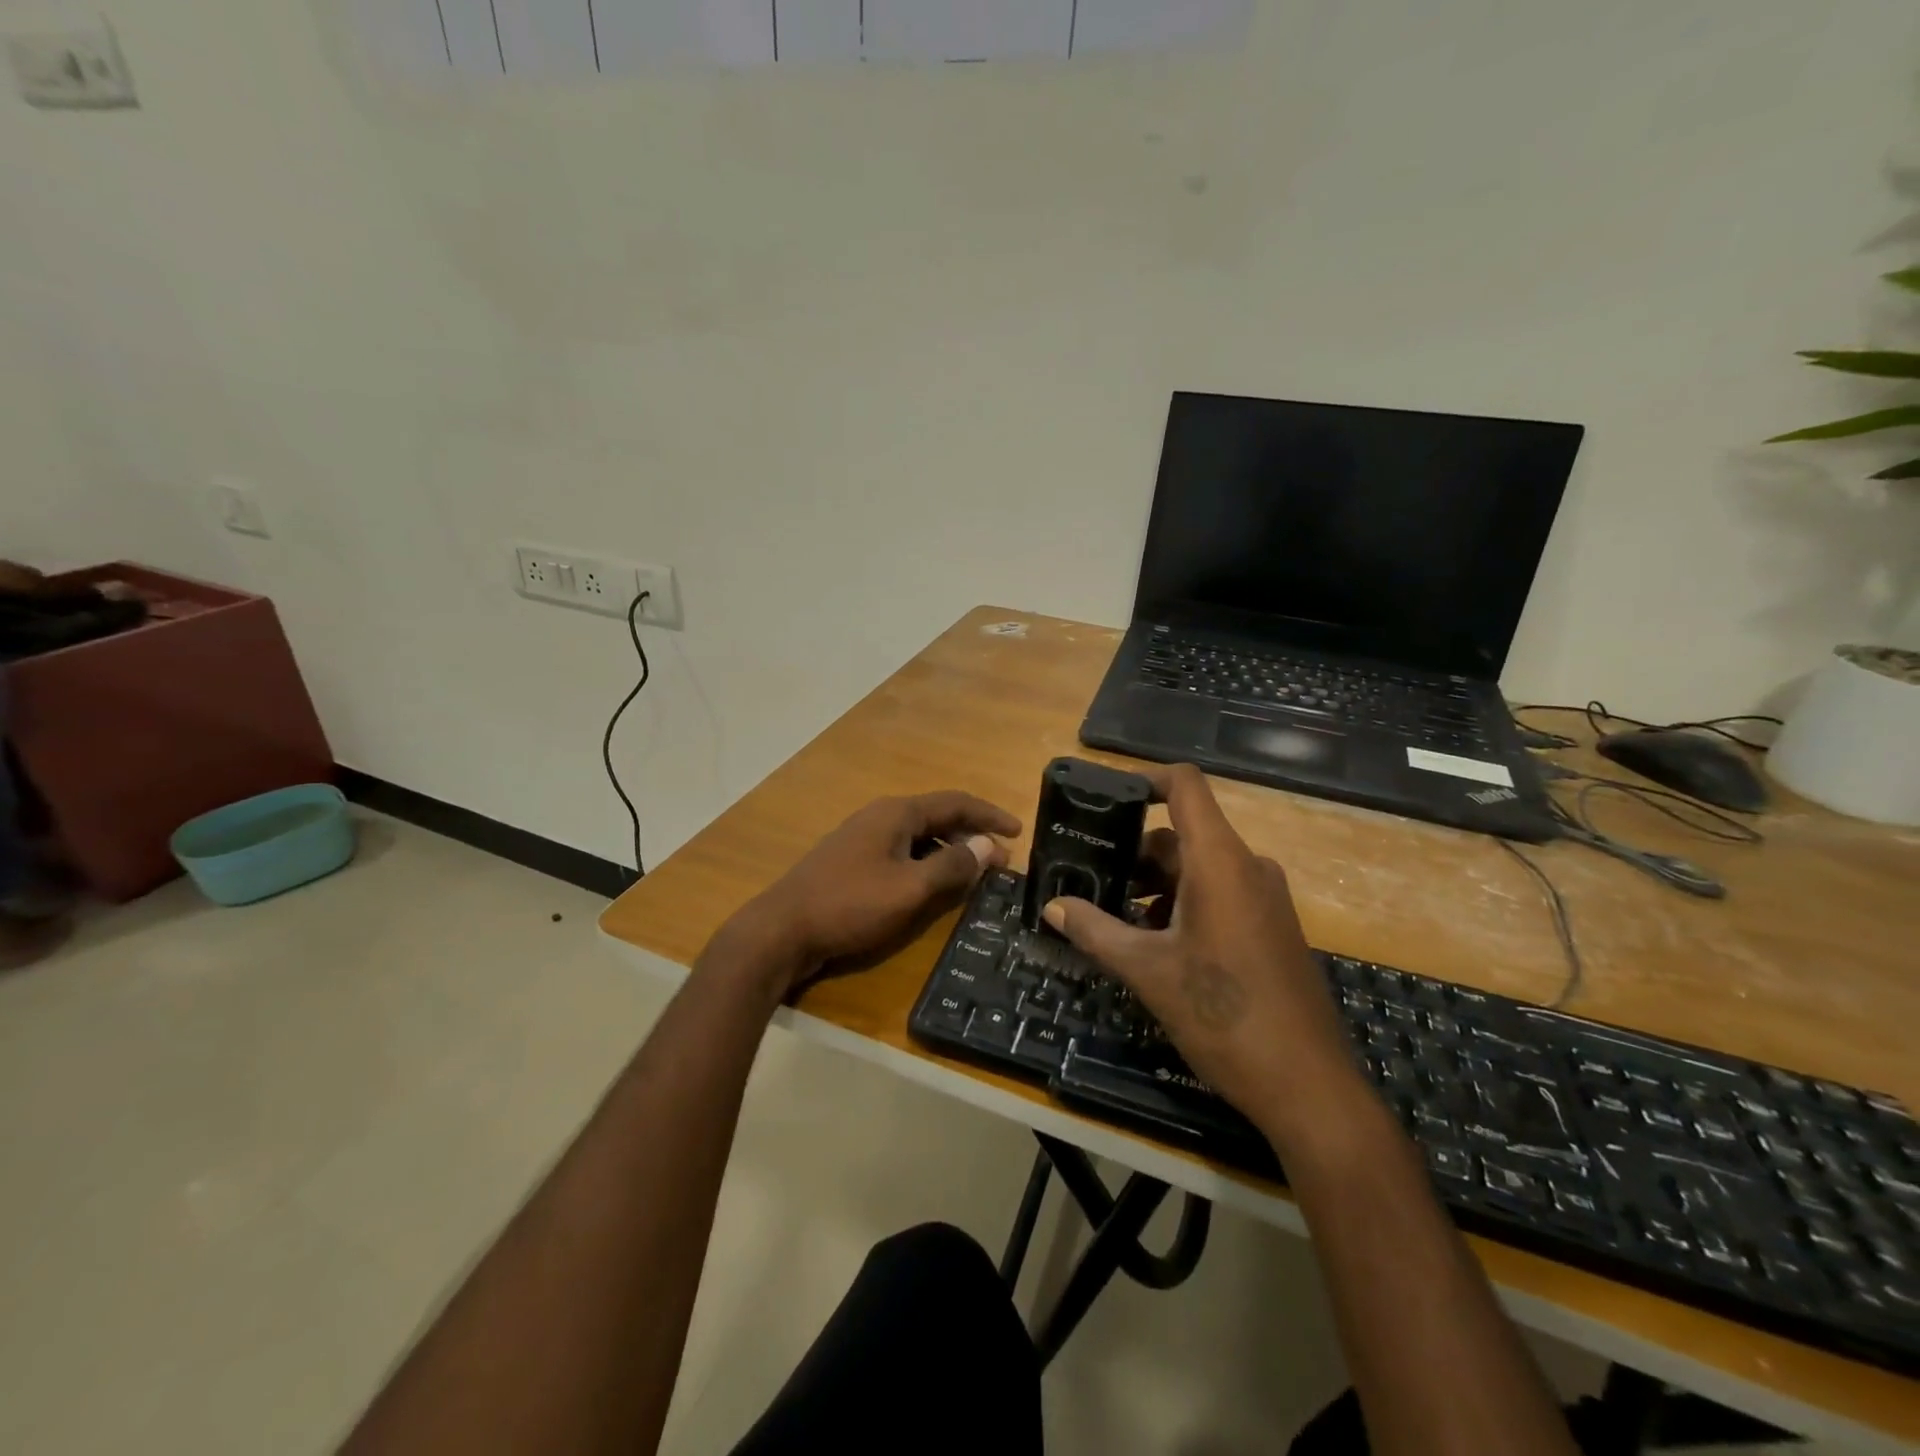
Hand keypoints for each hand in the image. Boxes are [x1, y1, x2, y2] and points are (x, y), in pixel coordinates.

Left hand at [719, 791, 1021, 1000]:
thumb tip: (987, 847)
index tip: (1018, 832)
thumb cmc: (850, 905)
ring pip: (918, 837)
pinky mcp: (852, 862)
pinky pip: (901, 853)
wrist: (781, 930)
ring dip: (948, 851)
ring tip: (973, 876)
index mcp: (897, 814)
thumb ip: (951, 867)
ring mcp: (863, 838)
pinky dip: (925, 864)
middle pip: (937, 817)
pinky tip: (932, 887)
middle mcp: (881, 817)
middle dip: (971, 835)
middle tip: (999, 862)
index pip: (955, 802)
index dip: (989, 815)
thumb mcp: (909, 890)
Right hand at [1042, 764, 1370, 1150]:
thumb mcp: (1148, 972)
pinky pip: (1219, 894)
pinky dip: (1182, 904)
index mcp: (1220, 862)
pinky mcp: (1271, 927)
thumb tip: (1054, 906)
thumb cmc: (1223, 1015)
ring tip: (1114, 917)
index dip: (1144, 778)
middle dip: (1134, 853)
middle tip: (1089, 877)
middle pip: (1183, 834)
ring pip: (1198, 868)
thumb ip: (1096, 931)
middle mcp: (1247, 867)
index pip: (1185, 786)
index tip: (1103, 797)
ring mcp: (1264, 898)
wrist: (1307, 1086)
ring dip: (1155, 885)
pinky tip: (1155, 945)